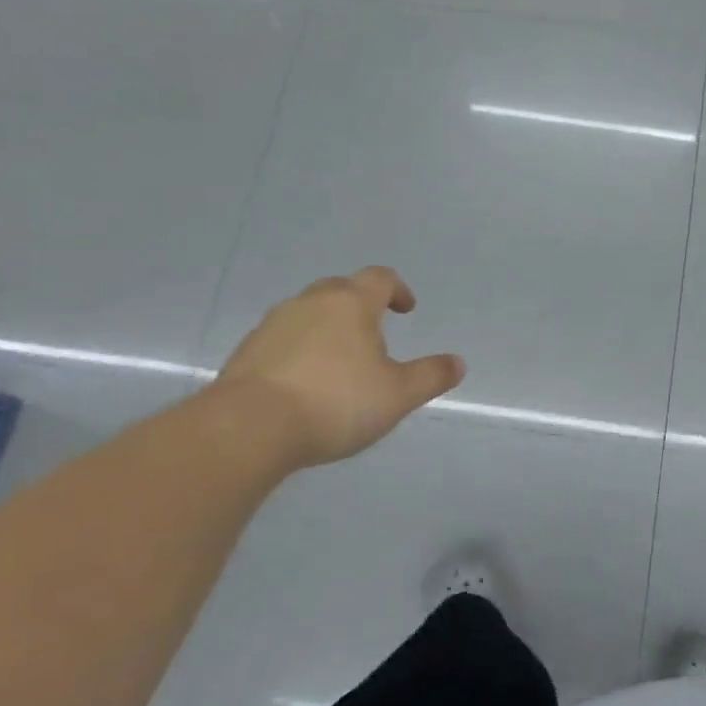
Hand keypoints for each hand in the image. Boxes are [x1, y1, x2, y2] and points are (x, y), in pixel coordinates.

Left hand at [214, 267, 464, 470]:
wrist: (250, 427)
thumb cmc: (336, 402)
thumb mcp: (397, 395)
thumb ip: (430, 376)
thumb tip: (458, 362)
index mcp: (351, 304)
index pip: (380, 278)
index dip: (398, 289)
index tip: (406, 309)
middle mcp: (311, 303)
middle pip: (340, 289)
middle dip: (360, 304)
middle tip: (374, 331)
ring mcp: (273, 324)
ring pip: (308, 312)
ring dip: (327, 326)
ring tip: (339, 360)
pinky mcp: (247, 351)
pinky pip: (282, 339)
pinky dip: (299, 349)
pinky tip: (304, 381)